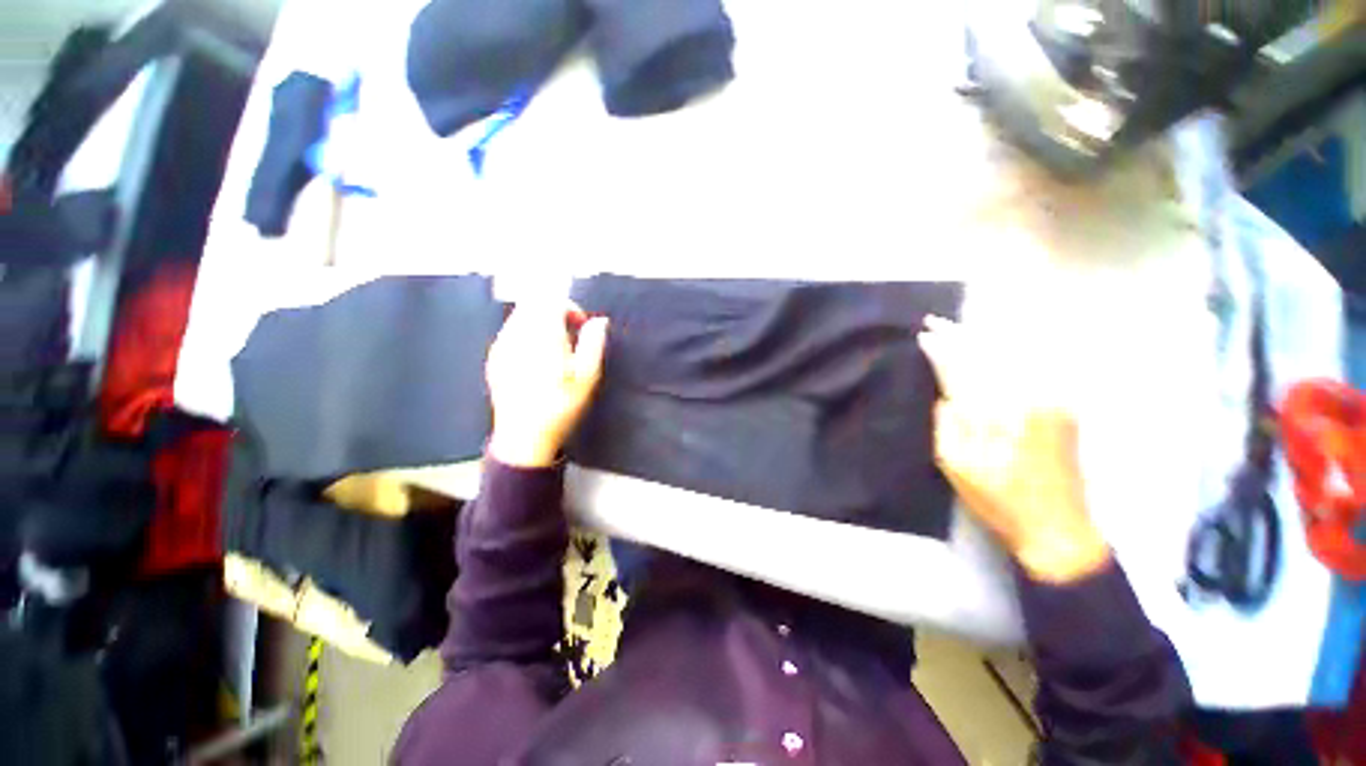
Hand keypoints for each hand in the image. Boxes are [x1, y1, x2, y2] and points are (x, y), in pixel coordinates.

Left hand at [485, 302, 608, 467]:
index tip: (580, 326)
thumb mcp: (588, 377)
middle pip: (532, 303)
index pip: (551, 301)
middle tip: (569, 335)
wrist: (524, 436)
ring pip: (520, 315)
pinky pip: (510, 331)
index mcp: (543, 337)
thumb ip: (594, 343)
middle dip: (553, 311)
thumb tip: (600, 320)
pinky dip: (526, 334)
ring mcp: (501, 345)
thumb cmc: (561, 405)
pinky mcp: (493, 357)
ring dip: (539, 321)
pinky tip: (535, 359)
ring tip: (554, 349)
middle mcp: (517, 335)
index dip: (570, 307)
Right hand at [919, 316, 1108, 582]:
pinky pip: (1033, 366)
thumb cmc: (998, 500)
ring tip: (960, 328)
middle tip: (936, 323)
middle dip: (960, 335)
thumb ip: (947, 423)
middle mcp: (1027, 397)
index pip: (963, 368)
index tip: (923, 335)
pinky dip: (1011, 350)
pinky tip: (996, 345)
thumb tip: (945, 394)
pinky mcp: (1063, 406)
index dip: (942, 350)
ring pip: (1013, 354)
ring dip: (984, 337)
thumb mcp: (956, 465)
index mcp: (996, 412)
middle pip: (989, 353)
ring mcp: (1051, 399)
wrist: (1057, 526)